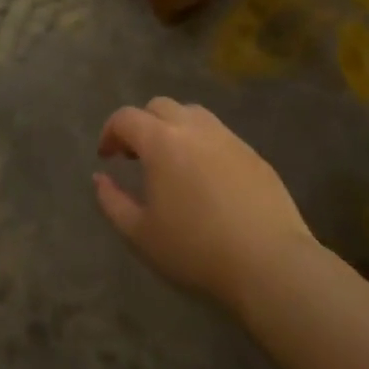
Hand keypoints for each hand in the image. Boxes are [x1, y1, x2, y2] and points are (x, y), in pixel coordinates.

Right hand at [93, 97, 315, 309]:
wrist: (268, 262)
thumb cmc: (195, 249)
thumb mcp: (140, 234)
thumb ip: (112, 202)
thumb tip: (100, 177)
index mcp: (161, 141)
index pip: (126, 117)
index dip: (110, 132)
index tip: (107, 157)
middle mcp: (193, 127)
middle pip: (159, 106)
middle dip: (142, 124)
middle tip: (136, 156)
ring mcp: (228, 137)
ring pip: (192, 114)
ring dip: (174, 128)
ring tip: (172, 162)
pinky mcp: (253, 153)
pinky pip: (219, 135)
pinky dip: (202, 144)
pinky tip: (206, 178)